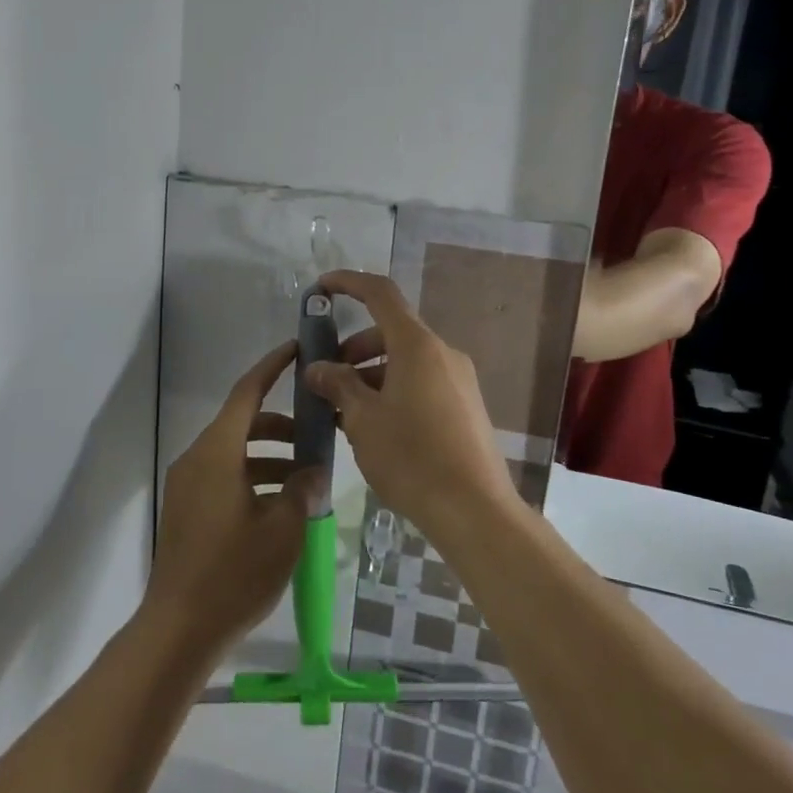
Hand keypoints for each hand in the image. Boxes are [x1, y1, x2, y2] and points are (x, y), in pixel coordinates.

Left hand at [141, 340, 314, 659]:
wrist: (178, 629)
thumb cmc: (234, 573)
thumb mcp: (282, 529)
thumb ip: (302, 490)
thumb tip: (312, 471)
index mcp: (217, 453)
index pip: (247, 393)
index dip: (272, 367)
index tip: (296, 349)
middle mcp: (197, 459)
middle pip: (243, 424)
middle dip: (281, 425)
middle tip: (317, 434)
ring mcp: (188, 486)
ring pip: (234, 453)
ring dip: (270, 456)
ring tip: (307, 478)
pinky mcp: (187, 510)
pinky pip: (224, 477)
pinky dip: (253, 477)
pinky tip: (281, 505)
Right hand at [304, 271, 519, 544]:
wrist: (474, 510)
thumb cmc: (412, 456)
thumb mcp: (362, 419)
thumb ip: (337, 385)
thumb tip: (318, 367)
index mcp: (417, 345)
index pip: (380, 294)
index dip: (348, 283)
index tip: (320, 288)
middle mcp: (442, 353)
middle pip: (390, 333)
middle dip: (352, 349)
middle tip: (324, 379)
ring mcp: (458, 380)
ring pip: (404, 362)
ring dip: (369, 376)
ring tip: (342, 413)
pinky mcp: (465, 407)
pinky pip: (421, 384)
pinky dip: (392, 391)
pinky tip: (373, 429)